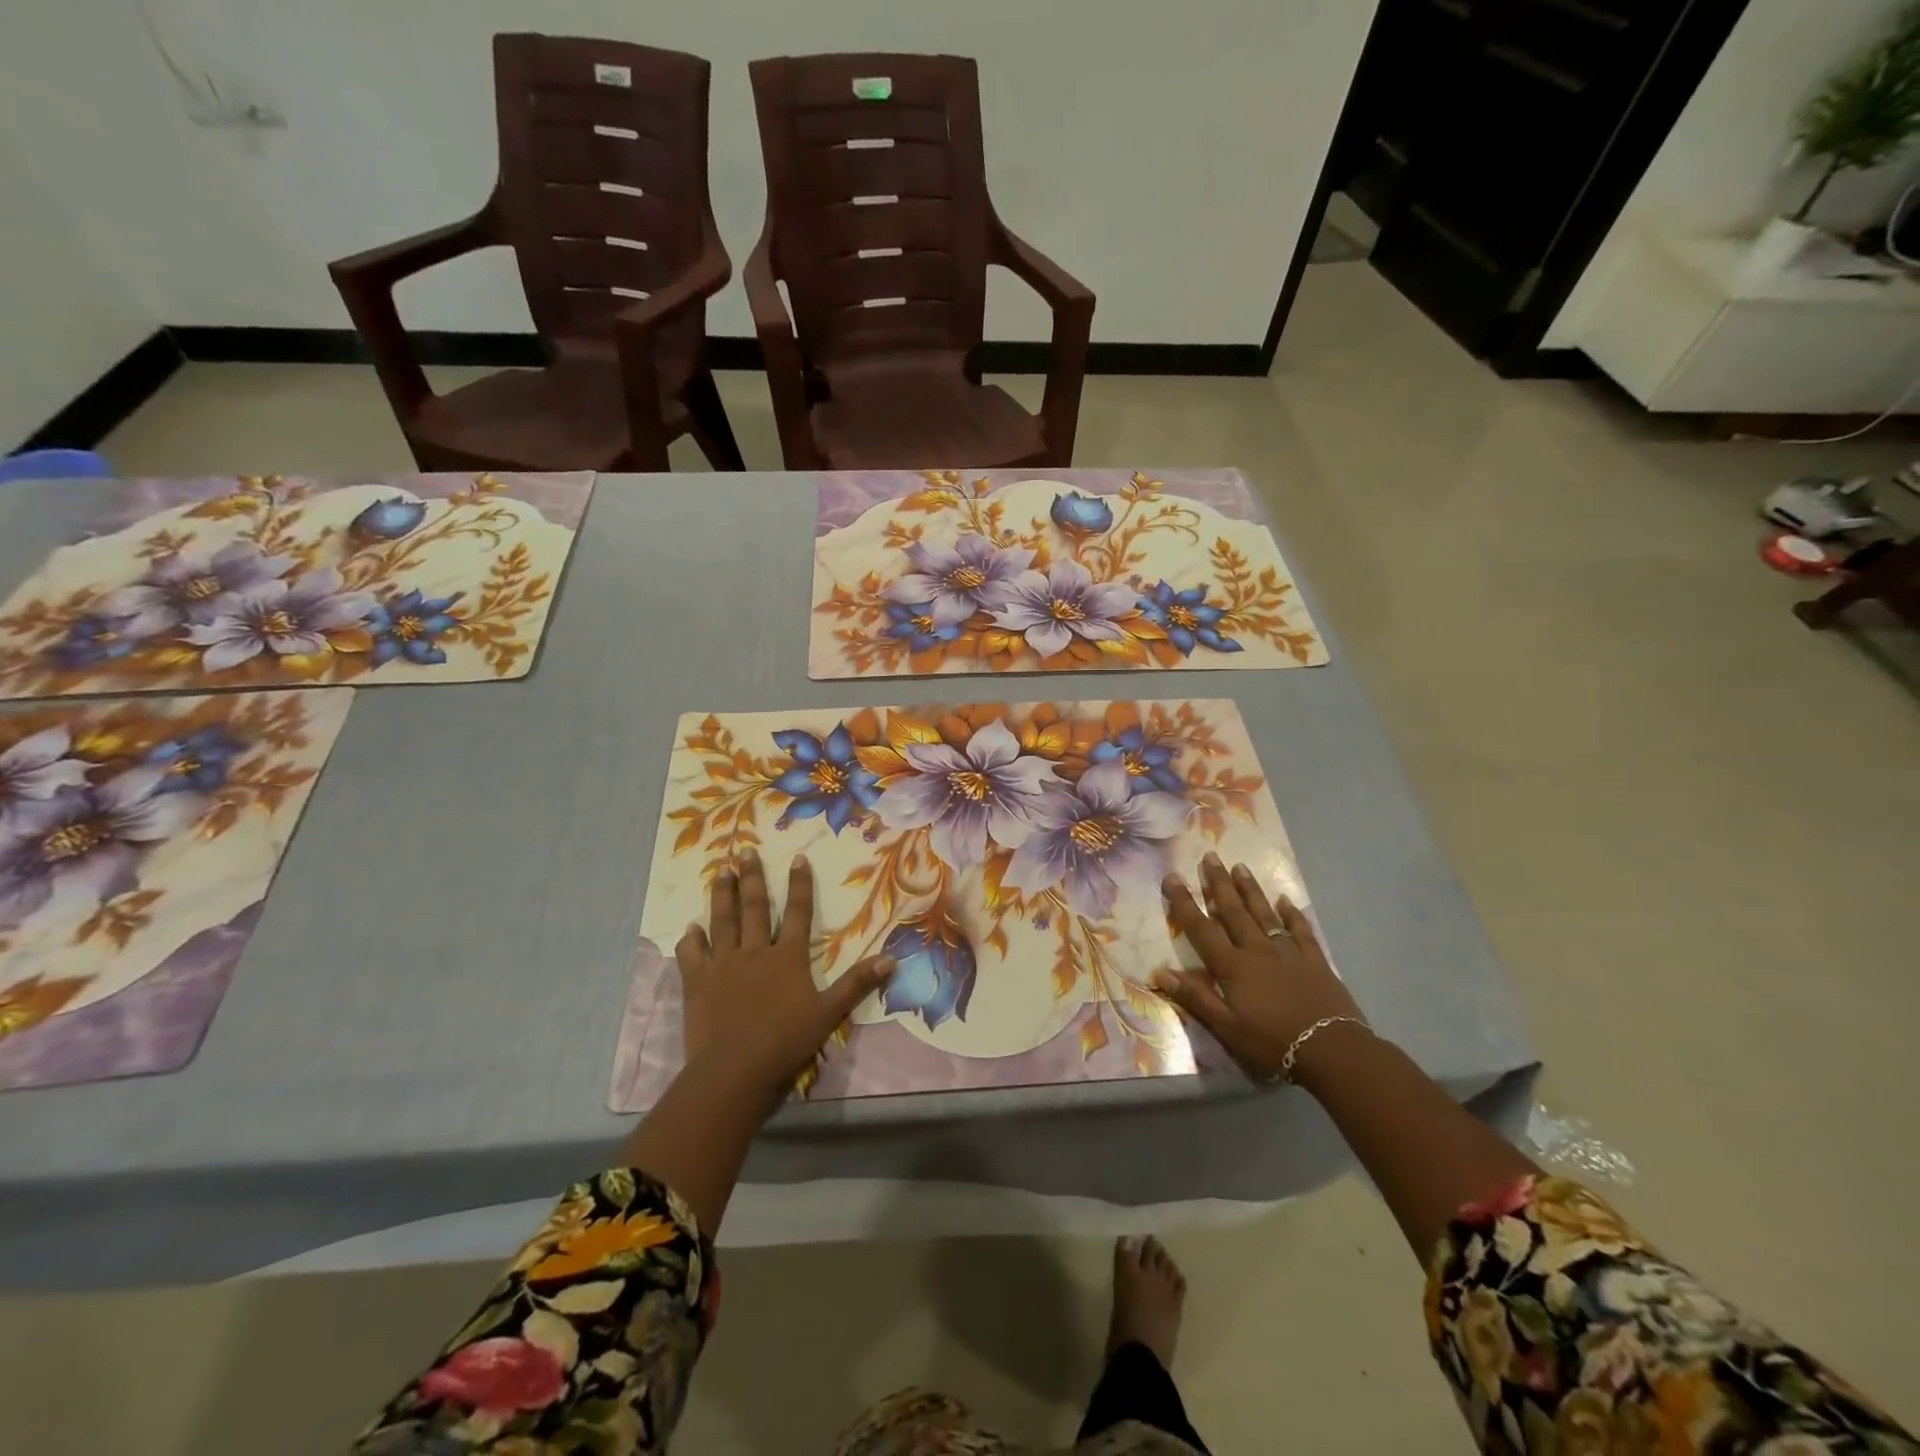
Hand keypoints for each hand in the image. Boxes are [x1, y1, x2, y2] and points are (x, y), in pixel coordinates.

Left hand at [675, 850, 893, 1097]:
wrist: (734, 1070)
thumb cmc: (785, 1042)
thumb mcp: (829, 1014)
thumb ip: (857, 984)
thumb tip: (891, 959)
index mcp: (787, 958)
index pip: (798, 913)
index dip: (799, 885)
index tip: (797, 858)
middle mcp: (755, 952)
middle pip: (755, 908)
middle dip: (753, 878)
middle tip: (746, 852)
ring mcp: (723, 965)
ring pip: (723, 922)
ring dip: (723, 895)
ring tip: (720, 872)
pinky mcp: (697, 983)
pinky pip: (692, 954)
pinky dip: (691, 939)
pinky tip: (690, 928)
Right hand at [1155, 855, 1365, 1082]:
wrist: (1333, 1051)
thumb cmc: (1273, 1043)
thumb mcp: (1227, 1028)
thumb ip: (1196, 998)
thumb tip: (1160, 971)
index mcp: (1233, 966)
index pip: (1201, 928)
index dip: (1184, 902)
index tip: (1172, 877)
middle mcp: (1257, 950)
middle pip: (1233, 911)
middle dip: (1219, 883)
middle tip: (1210, 857)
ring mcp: (1288, 952)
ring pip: (1264, 913)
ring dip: (1250, 890)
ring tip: (1240, 867)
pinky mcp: (1315, 960)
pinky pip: (1301, 930)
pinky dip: (1292, 913)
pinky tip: (1285, 900)